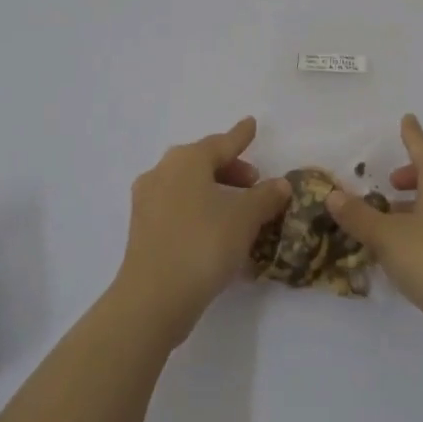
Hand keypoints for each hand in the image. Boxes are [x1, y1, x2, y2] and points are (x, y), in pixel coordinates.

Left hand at [111, 116, 289, 349]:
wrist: (153, 298)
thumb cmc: (203, 244)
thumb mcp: (245, 218)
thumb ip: (265, 197)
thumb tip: (280, 184)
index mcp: (186, 160)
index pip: (221, 143)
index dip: (240, 136)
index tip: (252, 124)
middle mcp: (162, 172)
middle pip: (201, 162)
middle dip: (229, 169)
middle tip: (253, 182)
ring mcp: (147, 201)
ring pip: (187, 185)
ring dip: (214, 191)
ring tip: (237, 209)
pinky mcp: (142, 229)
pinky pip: (177, 207)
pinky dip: (198, 209)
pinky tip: (215, 231)